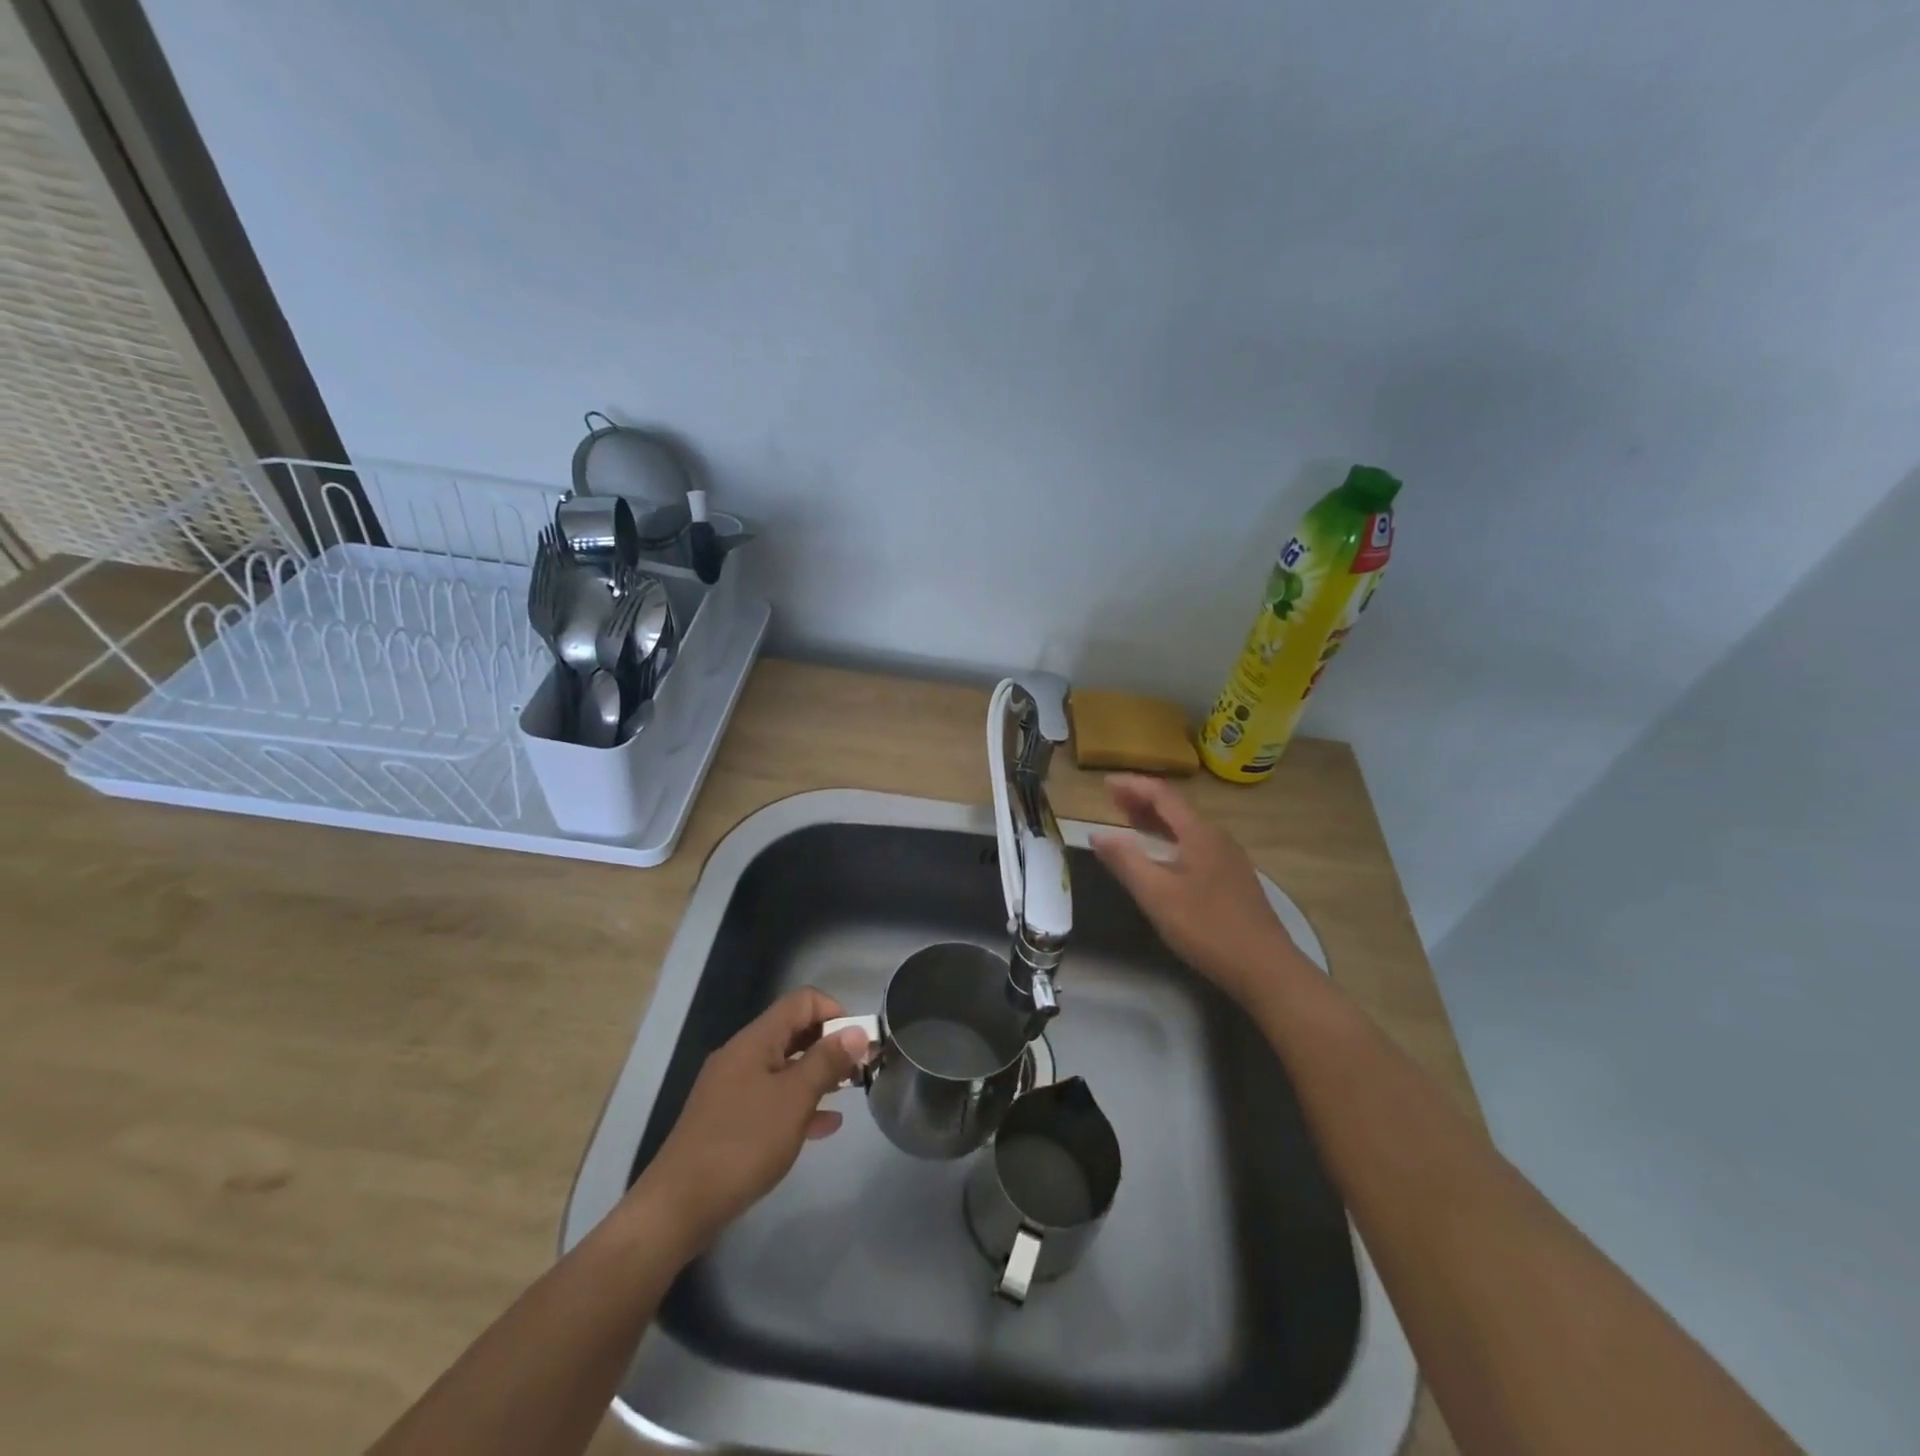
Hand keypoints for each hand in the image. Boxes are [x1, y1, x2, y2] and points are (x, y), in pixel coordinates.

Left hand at [635, 987, 868, 1250]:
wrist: (678, 1206)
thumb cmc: (743, 1144)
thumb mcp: (794, 1099)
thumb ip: (827, 1061)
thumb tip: (857, 1030)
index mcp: (755, 1041)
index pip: (802, 1001)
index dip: (835, 1012)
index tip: (858, 1043)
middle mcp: (742, 1055)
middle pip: (793, 1031)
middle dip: (829, 1044)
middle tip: (859, 1070)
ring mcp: (732, 1088)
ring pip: (784, 1067)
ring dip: (817, 1074)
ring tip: (848, 1093)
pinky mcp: (728, 1120)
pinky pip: (772, 1099)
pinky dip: (798, 1104)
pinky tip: (824, 1126)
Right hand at [1089, 773, 1307, 1004]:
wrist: (1267, 968)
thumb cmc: (1207, 928)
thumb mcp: (1158, 896)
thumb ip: (1126, 861)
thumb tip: (1098, 834)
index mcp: (1199, 834)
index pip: (1162, 794)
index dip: (1132, 785)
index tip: (1105, 783)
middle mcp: (1216, 838)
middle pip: (1176, 808)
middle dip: (1142, 800)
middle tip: (1111, 800)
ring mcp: (1229, 858)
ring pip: (1186, 827)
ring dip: (1156, 820)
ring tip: (1130, 822)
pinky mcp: (1233, 879)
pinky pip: (1195, 844)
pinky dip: (1171, 839)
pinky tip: (1162, 857)